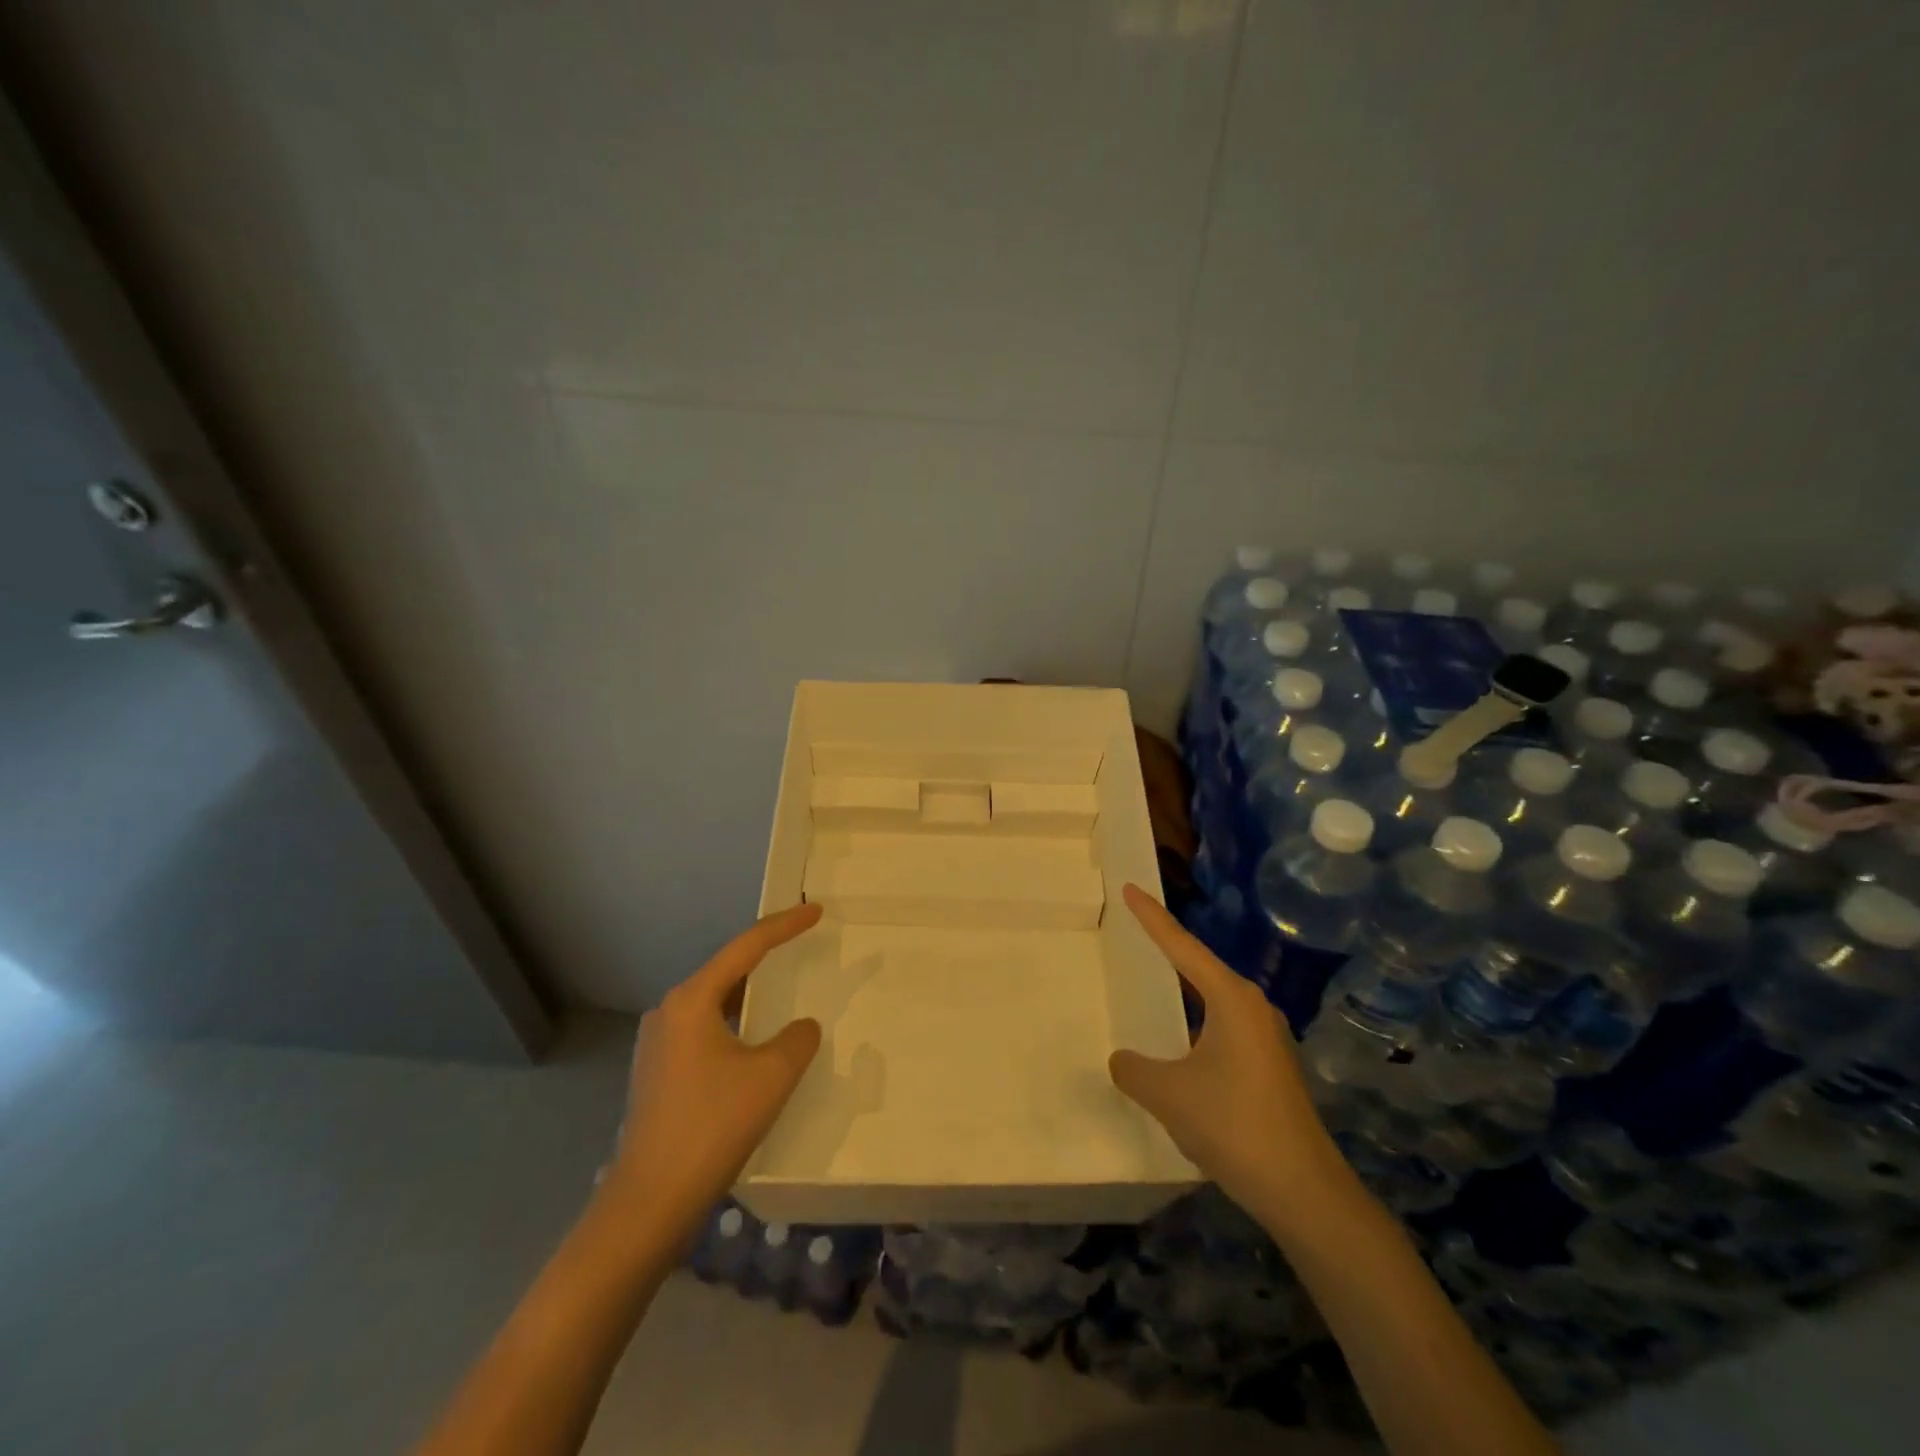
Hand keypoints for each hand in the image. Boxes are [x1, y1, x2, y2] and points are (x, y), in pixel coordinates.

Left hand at [606, 903, 824, 1245]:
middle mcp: (669, 1012)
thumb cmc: (712, 1126)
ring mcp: (657, 1044)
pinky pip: (705, 1031)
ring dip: (750, 996)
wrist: (649, 1202)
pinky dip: (735, 1025)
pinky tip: (754, 1045)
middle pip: (727, 971)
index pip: (747, 947)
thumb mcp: (771, 1076)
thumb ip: (797, 1039)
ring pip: (715, 1004)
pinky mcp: (657, 1073)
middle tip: (801, 945)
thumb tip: (800, 1028)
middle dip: (766, 958)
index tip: (815, 911)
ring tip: (783, 993)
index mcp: (692, 1000)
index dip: (785, 926)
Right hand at [1107, 884, 1346, 1224]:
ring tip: (1152, 980)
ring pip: (1212, 999)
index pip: (1181, 946)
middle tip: (1135, 927)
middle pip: (1200, 966)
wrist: (1304, 1191)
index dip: (1151, 917)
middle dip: (1168, 947)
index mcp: (1231, 999)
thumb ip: (1134, 1070)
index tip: (1130, 887)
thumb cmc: (1234, 1126)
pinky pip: (1222, 1026)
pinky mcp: (1269, 1065)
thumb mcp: (1168, 1094)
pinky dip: (1195, 1022)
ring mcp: (1266, 1037)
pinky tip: (1179, 1044)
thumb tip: (1123, 1060)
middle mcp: (1253, 1007)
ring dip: (1183, 990)